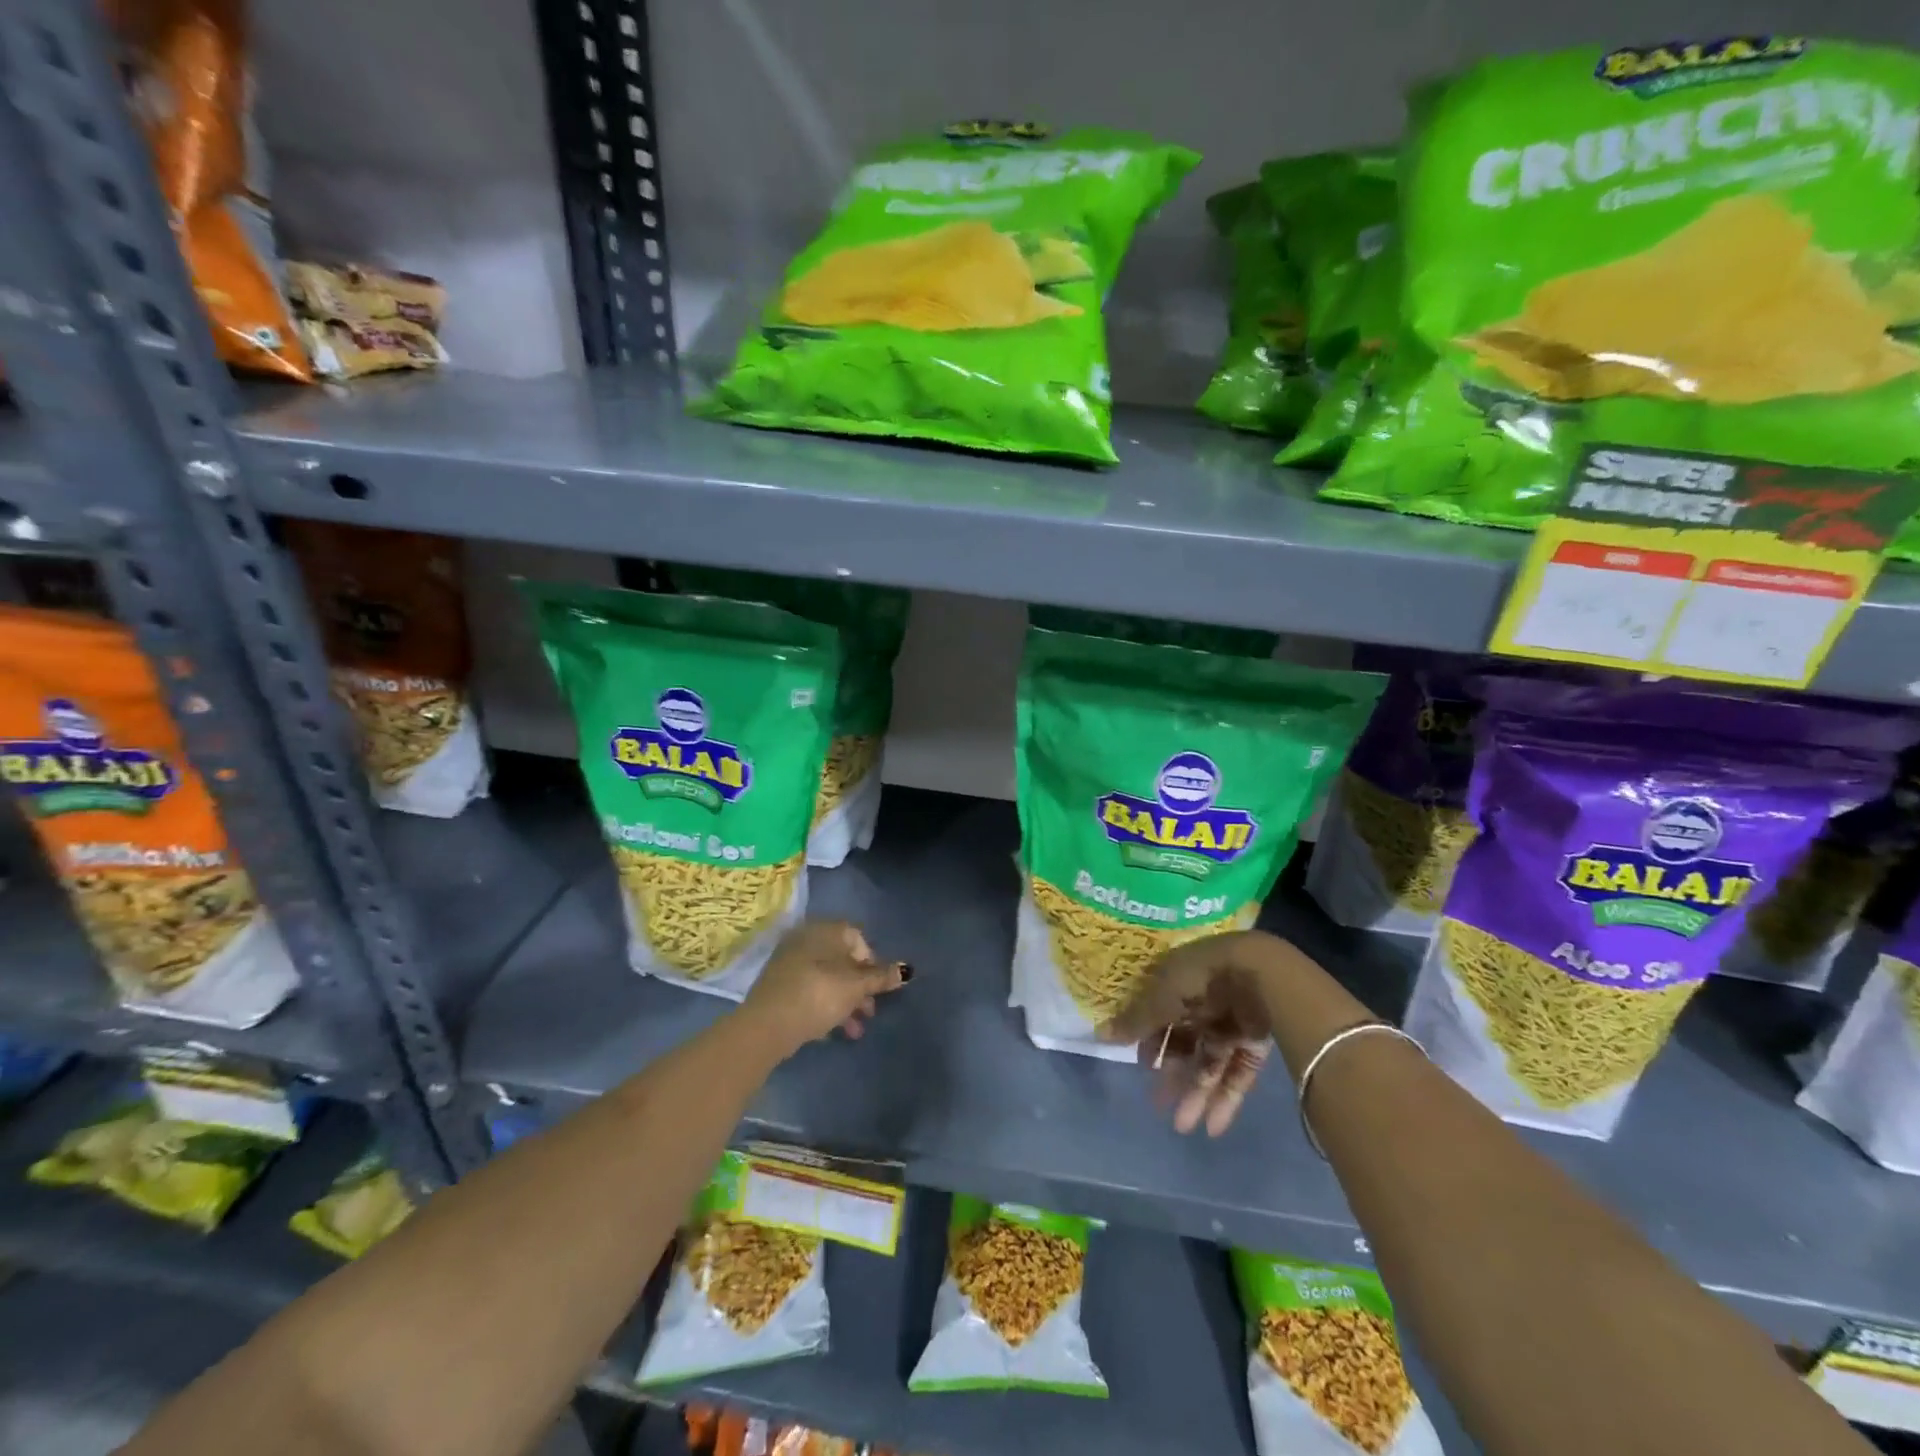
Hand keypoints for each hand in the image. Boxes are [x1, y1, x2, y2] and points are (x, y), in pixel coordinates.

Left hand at [738, 920, 907, 1058]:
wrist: (767, 1024)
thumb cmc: (819, 995)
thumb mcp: (856, 987)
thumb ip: (881, 977)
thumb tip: (907, 970)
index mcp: (825, 930)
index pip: (857, 937)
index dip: (872, 962)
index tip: (878, 987)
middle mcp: (806, 940)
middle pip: (842, 960)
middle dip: (860, 987)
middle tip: (869, 1011)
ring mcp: (790, 963)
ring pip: (827, 978)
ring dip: (845, 1001)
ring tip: (855, 1030)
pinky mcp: (779, 987)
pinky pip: (810, 991)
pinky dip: (825, 1006)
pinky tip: (833, 1031)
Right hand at [1100, 931, 1274, 1136]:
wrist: (1258, 974)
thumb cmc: (1199, 980)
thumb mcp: (1160, 999)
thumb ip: (1135, 1021)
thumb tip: (1099, 1035)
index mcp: (1180, 984)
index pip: (1161, 1015)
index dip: (1151, 1042)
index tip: (1142, 1066)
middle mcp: (1204, 1003)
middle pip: (1185, 1044)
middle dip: (1172, 1075)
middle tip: (1158, 1105)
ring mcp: (1232, 1023)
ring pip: (1211, 1063)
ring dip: (1196, 1094)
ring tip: (1182, 1126)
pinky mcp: (1255, 1042)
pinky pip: (1238, 1074)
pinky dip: (1225, 1099)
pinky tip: (1212, 1127)